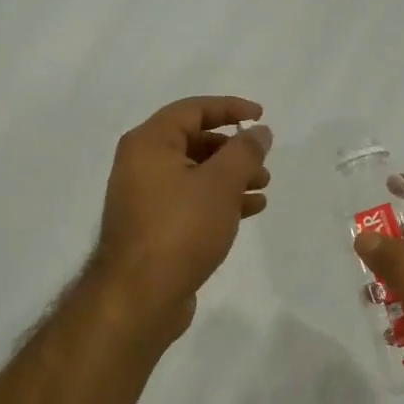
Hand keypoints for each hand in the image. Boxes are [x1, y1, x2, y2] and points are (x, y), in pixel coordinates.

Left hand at [90, 96, 272, 340]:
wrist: (140, 296)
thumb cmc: (180, 229)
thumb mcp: (220, 184)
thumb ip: (244, 152)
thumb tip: (259, 131)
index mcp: (149, 143)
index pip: (192, 110)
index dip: (229, 108)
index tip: (261, 115)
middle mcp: (141, 164)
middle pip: (194, 142)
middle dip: (233, 149)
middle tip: (263, 160)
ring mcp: (145, 197)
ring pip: (195, 174)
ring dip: (231, 176)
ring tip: (263, 187)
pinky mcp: (154, 227)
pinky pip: (190, 200)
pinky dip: (219, 200)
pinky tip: (249, 209)